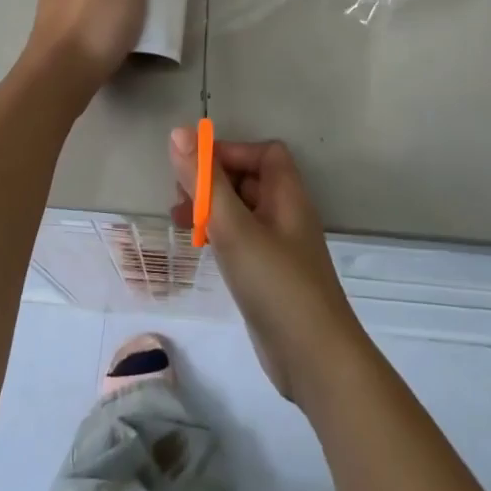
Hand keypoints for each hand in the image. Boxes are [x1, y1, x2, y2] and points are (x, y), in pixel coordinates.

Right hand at [169, 130, 369, 405]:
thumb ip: (205, 181)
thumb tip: (178, 132)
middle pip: (250, 178)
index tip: (195, 168)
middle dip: (213, 180)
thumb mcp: (234, 228)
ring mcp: (279, 246)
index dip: (230, 152)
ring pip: (242, 210)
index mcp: (287, 194)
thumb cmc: (275, 283)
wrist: (313, 358)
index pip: (263, 153)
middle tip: (178, 196)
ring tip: (178, 221)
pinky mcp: (269, 274)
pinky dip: (219, 235)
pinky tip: (198, 248)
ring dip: (211, 208)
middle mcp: (286, 213)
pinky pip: (242, 239)